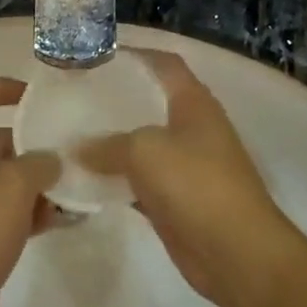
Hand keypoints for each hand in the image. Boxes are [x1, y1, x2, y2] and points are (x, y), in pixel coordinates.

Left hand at [0, 78, 60, 306]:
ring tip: (80, 185)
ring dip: (40, 181)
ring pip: (7, 179)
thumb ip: (38, 163)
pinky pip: (10, 212)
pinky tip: (69, 218)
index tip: (36, 97)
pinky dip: (36, 211)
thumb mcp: (10, 188)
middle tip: (74, 147)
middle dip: (33, 143)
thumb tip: (51, 160)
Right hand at [78, 50, 295, 304]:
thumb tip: (78, 150)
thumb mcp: (145, 151)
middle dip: (116, 99)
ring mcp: (185, 166)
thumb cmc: (195, 184)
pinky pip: (139, 182)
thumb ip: (108, 144)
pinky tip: (84, 177)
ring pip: (142, 145)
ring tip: (71, 134)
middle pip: (150, 103)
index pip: (165, 64)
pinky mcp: (175, 201)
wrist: (235, 252)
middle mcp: (192, 129)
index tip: (98, 55)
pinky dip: (115, 180)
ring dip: (112, 142)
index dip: (137, 54)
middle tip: (75, 96)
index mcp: (194, 103)